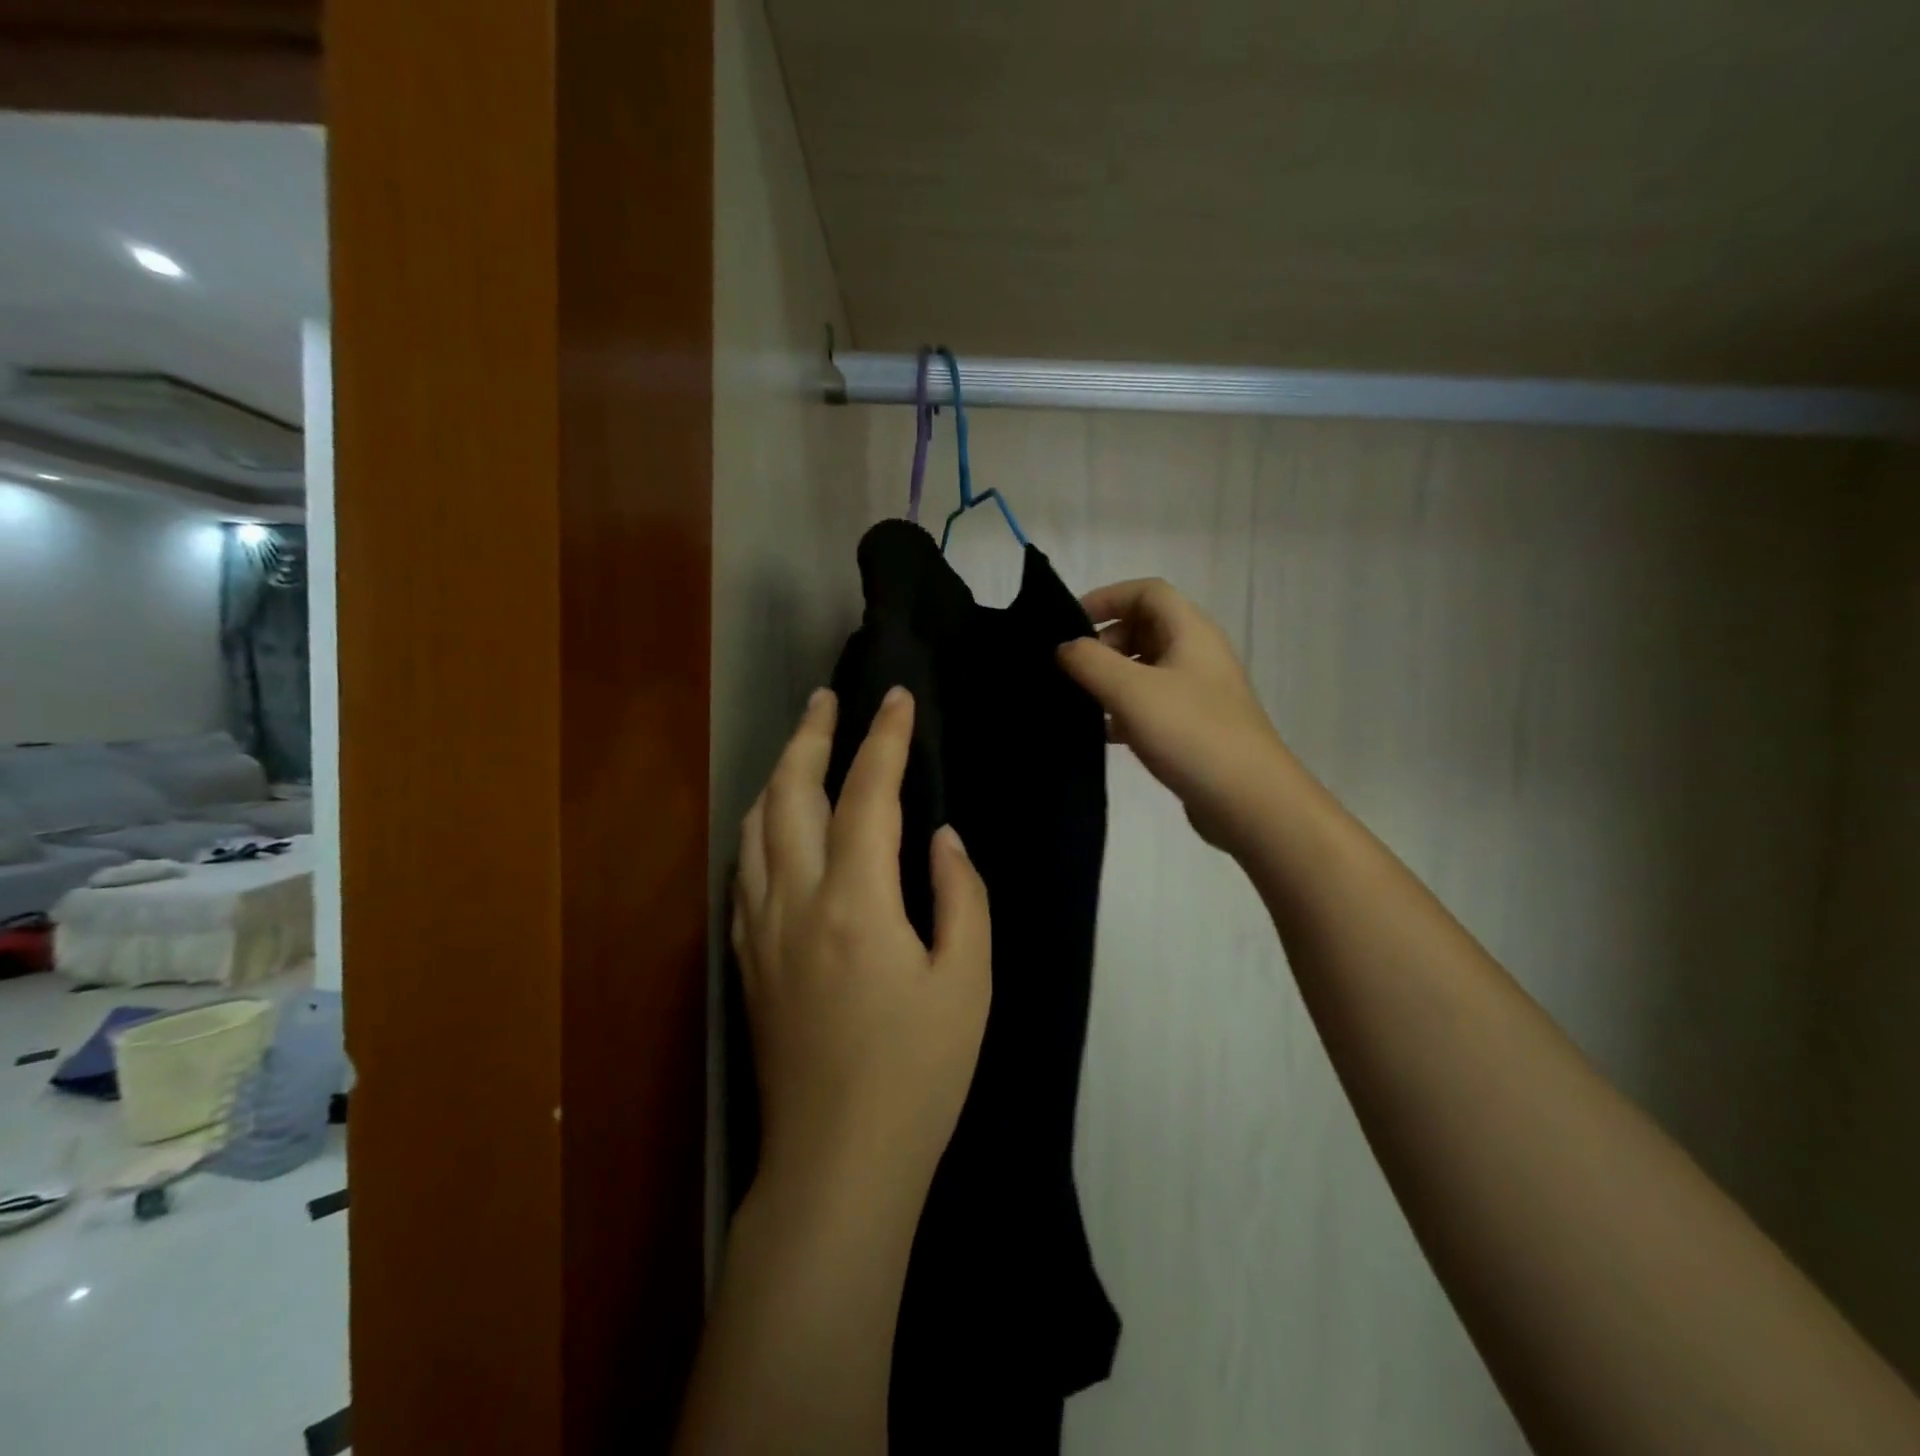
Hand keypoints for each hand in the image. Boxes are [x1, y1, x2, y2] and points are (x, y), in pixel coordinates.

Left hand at [733, 686, 992, 1212]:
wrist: (837, 1163)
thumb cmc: (918, 1075)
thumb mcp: (968, 983)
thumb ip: (961, 898)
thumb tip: (941, 839)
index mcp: (856, 902)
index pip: (867, 794)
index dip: (884, 739)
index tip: (897, 698)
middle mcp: (795, 901)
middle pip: (789, 794)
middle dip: (810, 736)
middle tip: (827, 698)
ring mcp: (760, 930)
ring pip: (754, 827)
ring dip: (777, 776)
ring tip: (801, 749)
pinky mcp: (746, 961)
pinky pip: (744, 870)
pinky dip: (760, 828)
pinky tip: (776, 827)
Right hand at [1058, 578, 1286, 854]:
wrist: (1249, 800)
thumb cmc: (1190, 733)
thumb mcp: (1131, 691)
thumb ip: (1089, 661)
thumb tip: (1064, 647)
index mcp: (1190, 631)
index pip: (1147, 591)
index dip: (1106, 598)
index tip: (1069, 624)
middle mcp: (1198, 654)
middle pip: (1145, 627)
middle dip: (1105, 641)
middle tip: (1073, 669)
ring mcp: (1199, 692)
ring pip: (1146, 668)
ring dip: (1112, 677)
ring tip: (1081, 701)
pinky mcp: (1195, 726)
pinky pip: (1153, 703)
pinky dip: (1125, 709)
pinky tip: (1104, 734)